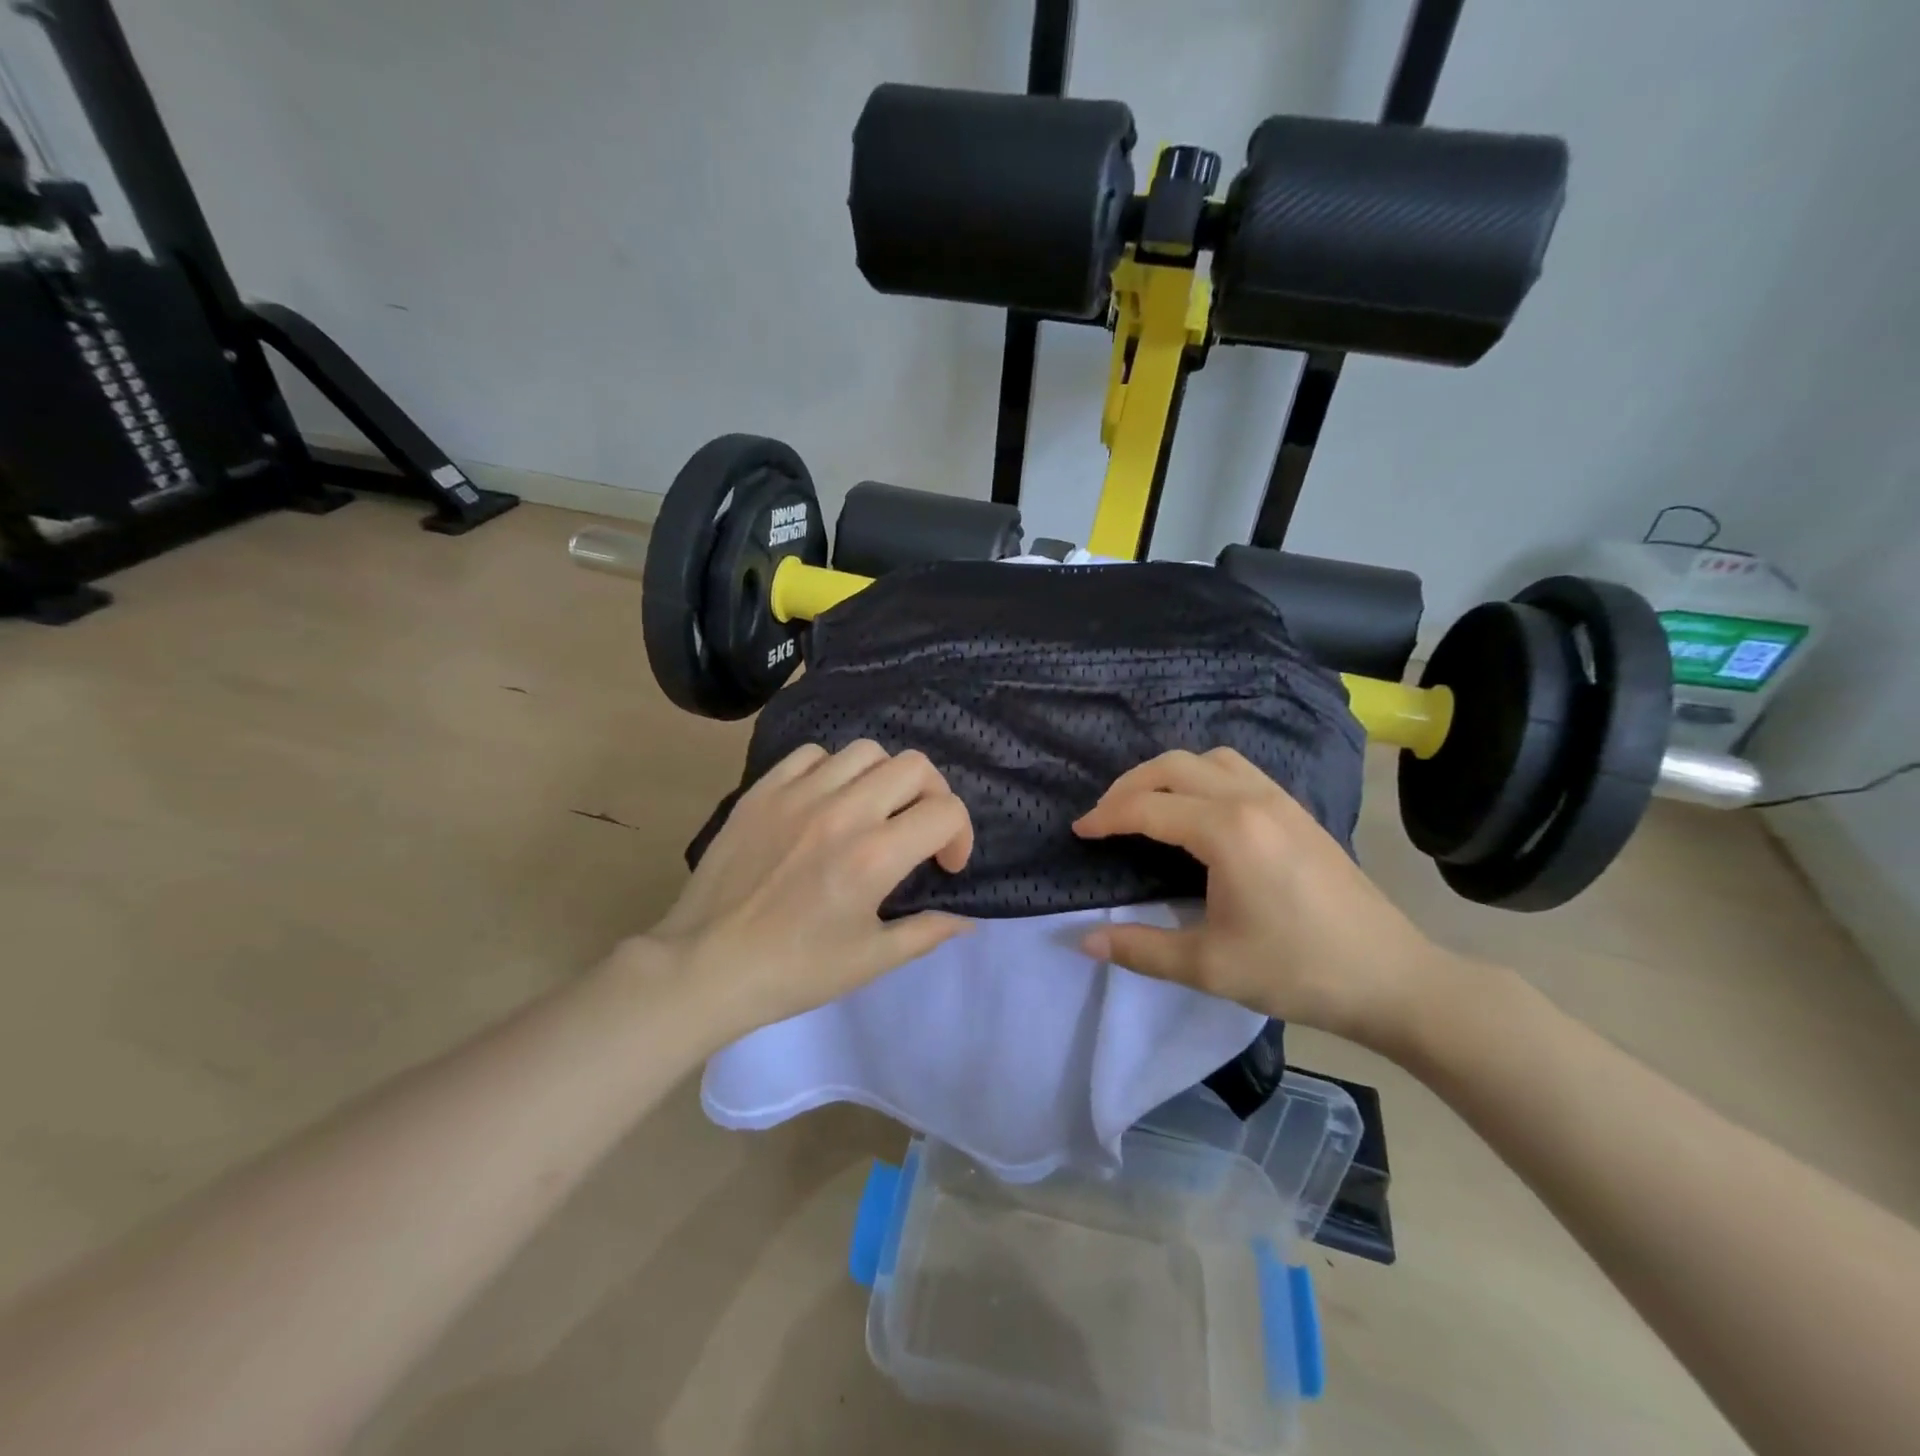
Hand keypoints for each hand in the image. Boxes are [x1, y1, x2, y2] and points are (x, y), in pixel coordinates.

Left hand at [632, 741, 974, 1040]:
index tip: (945, 864)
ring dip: (885, 779)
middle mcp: (842, 812)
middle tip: (919, 829)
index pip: (945, 812)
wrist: (706, 966)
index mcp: (874, 856)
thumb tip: (967, 919)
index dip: (961, 835)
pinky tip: (826, 802)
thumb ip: (927, 932)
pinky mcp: (762, 791)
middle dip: (933, 796)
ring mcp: (797, 794)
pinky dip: (832, 771)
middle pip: (914, 766)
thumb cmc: (794, 971)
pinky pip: (811, 755)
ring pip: (865, 752)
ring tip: (873, 811)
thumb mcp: (871, 960)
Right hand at [1072, 747, 1459, 1052]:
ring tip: (1146, 805)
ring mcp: (1279, 800)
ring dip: (1167, 774)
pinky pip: (1236, 770)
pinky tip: (1196, 810)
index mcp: (1227, 832)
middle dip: (1129, 785)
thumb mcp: (1208, 966)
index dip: (1107, 816)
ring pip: (1208, 759)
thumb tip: (1082, 941)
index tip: (1080, 832)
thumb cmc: (1296, 971)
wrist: (1391, 978)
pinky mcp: (1296, 811)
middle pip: (1173, 766)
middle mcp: (1251, 800)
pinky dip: (1200, 776)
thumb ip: (1139, 949)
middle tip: (1104, 817)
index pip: (1148, 807)